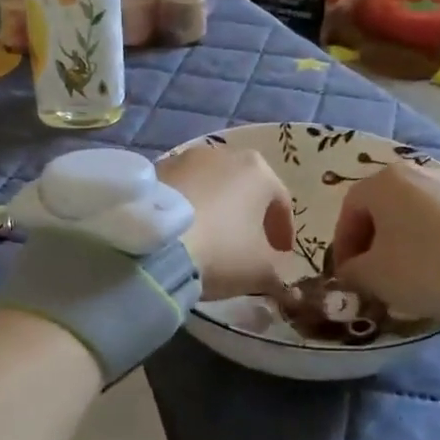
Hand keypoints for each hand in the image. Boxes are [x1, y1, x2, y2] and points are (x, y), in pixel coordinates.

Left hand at [157, 144, 293, 300]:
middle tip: (249, 244)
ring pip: (212, 186)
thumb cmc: (221, 251)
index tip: (281, 254)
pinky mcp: (154, 169)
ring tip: (212, 238)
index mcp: (259, 171)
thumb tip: (286, 286)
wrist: (152, 245)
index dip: (283, 232)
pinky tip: (185, 231)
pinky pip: (182, 190)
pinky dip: (189, 207)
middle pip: (245, 187)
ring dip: (217, 209)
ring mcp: (186, 158)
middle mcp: (224, 153)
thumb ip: (278, 274)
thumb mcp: (260, 272)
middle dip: (250, 215)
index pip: (281, 202)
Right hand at [331, 161, 439, 323]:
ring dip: (401, 242)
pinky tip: (438, 268)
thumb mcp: (374, 277)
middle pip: (382, 207)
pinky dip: (431, 241)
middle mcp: (417, 171)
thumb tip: (349, 272)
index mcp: (384, 181)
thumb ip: (351, 272)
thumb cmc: (426, 267)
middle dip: (371, 242)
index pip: (349, 210)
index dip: (342, 245)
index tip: (344, 275)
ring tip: (406, 275)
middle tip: (371, 275)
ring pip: (412, 213)